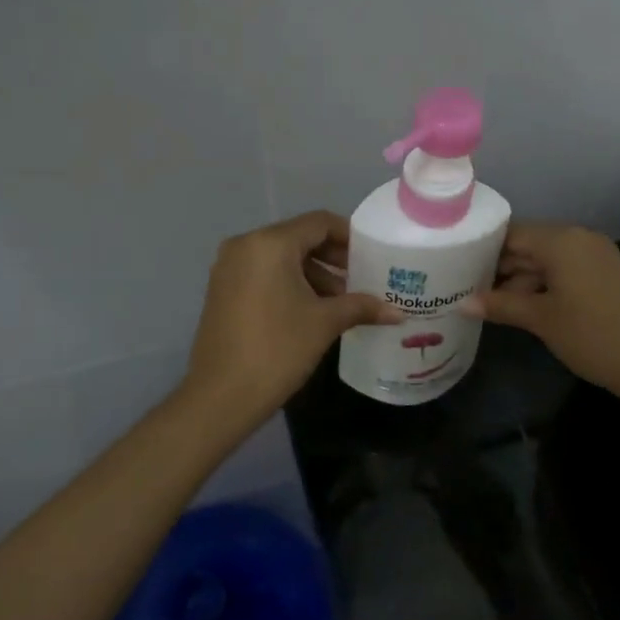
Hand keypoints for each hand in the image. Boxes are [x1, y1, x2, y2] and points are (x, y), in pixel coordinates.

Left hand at [183, 211, 401, 421]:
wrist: (221, 395)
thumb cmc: (278, 349)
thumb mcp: (324, 324)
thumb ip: (361, 307)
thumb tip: (397, 312)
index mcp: (270, 243)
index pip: (318, 223)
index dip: (349, 236)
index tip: (372, 256)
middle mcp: (244, 245)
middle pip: (298, 238)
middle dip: (332, 258)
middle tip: (361, 280)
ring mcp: (228, 268)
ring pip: (280, 258)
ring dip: (312, 274)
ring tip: (340, 302)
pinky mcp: (222, 290)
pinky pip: (263, 274)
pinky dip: (289, 284)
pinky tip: (310, 311)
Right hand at [464, 222, 619, 405]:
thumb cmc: (592, 335)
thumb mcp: (541, 319)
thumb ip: (500, 305)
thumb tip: (462, 303)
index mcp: (562, 240)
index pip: (511, 233)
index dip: (483, 249)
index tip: (457, 267)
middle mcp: (580, 239)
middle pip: (529, 245)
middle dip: (500, 267)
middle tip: (466, 288)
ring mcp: (596, 257)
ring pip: (546, 261)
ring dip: (520, 280)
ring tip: (490, 305)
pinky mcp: (606, 276)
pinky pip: (565, 272)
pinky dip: (543, 286)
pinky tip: (523, 308)